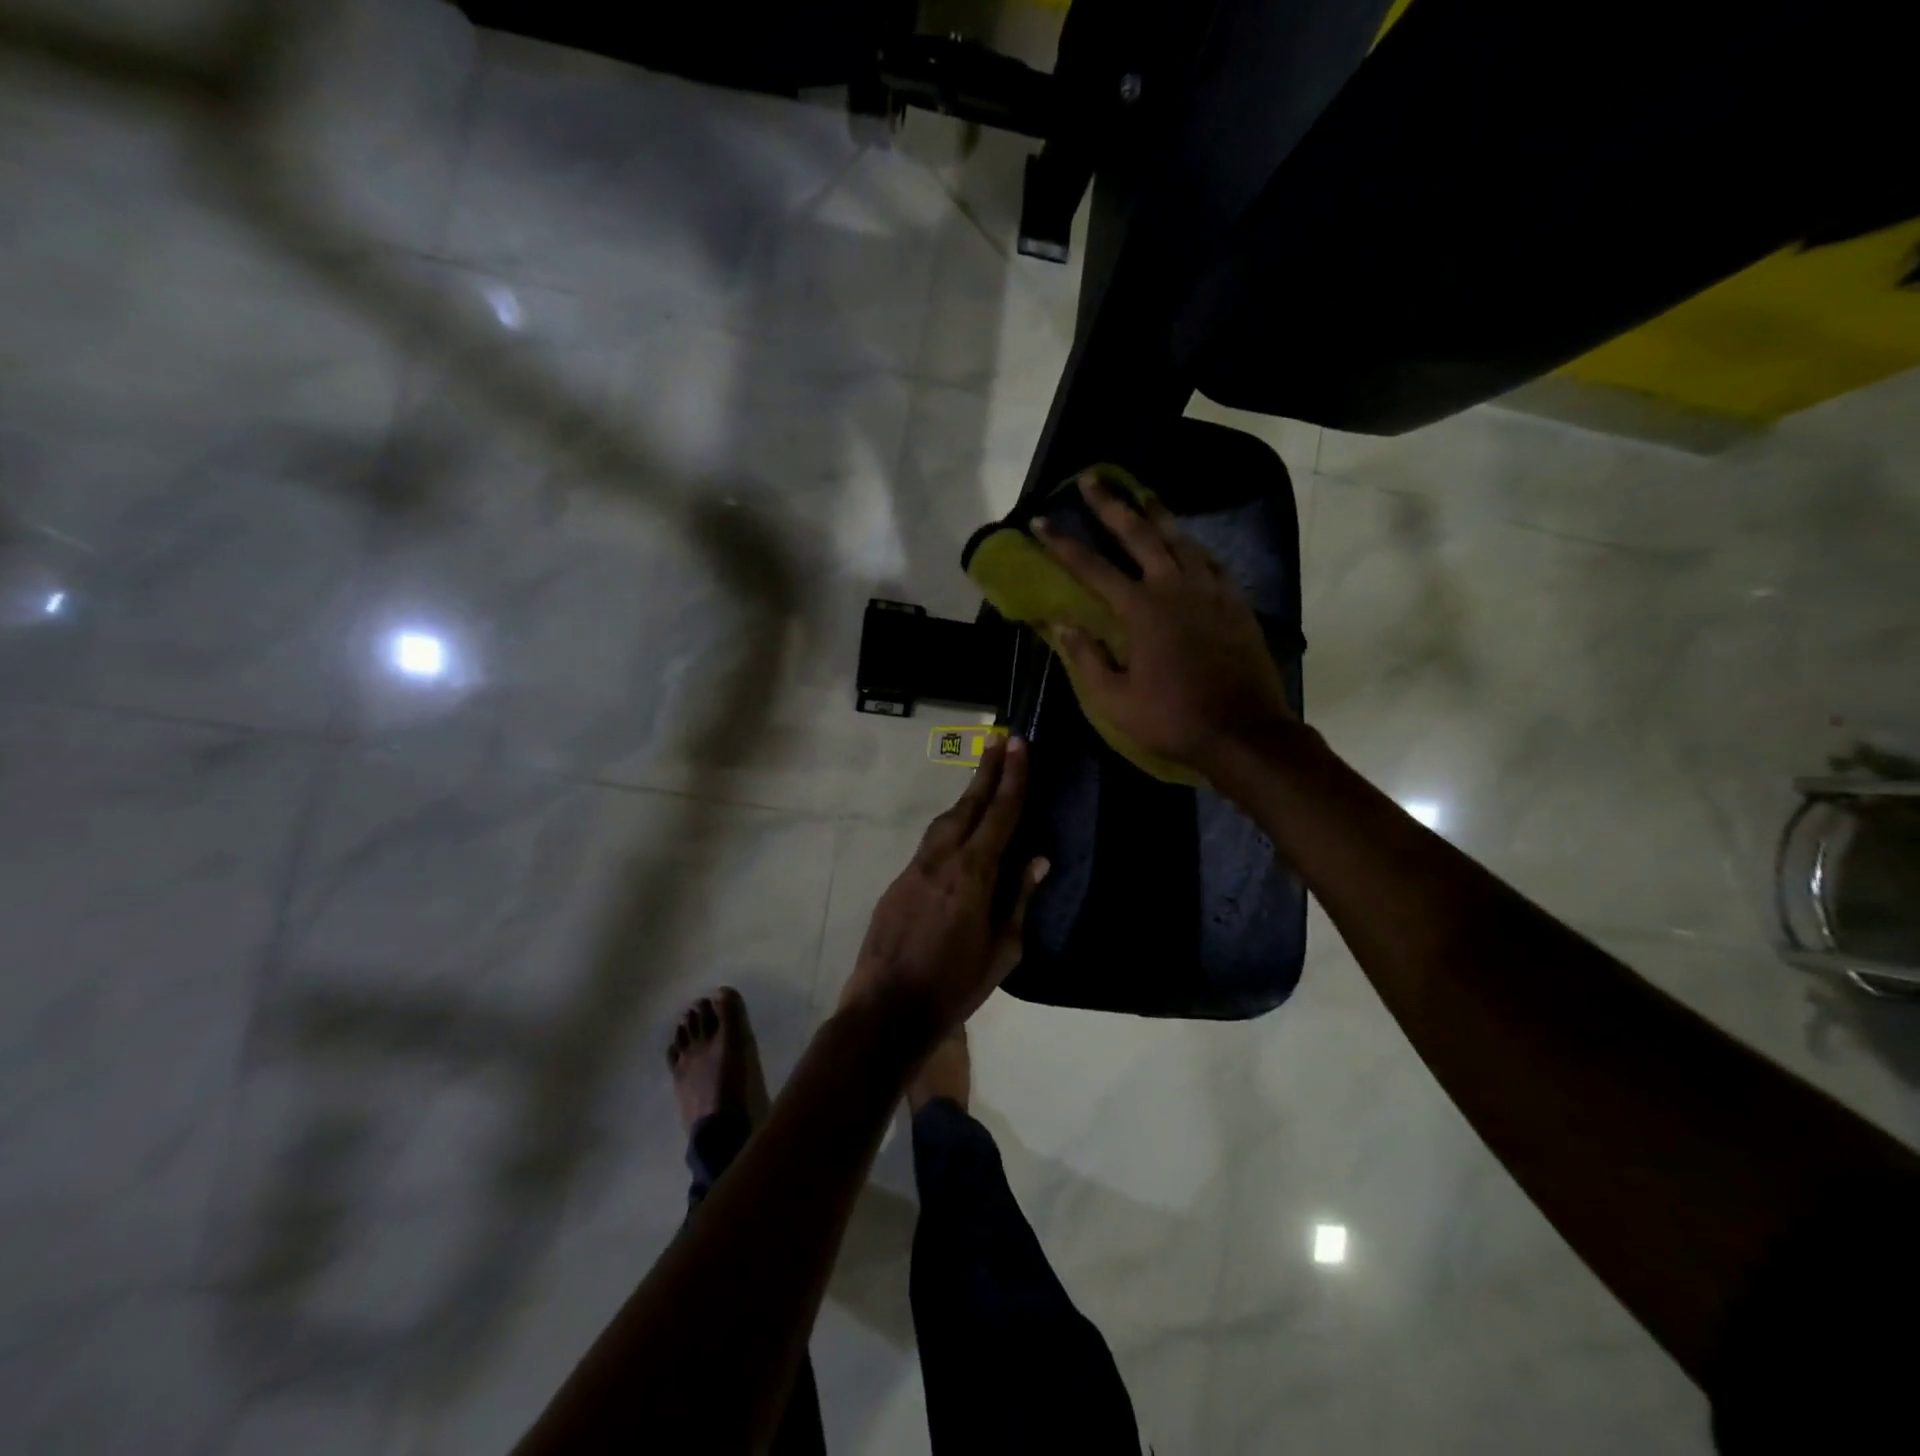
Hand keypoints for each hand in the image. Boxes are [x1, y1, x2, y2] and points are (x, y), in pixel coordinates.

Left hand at [840, 736, 1048, 1041]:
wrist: (886, 1009)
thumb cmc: (954, 987)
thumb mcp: (1002, 951)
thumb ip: (1019, 900)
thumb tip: (1038, 860)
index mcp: (972, 876)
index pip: (999, 816)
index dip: (1012, 778)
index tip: (1018, 744)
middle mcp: (941, 861)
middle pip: (968, 806)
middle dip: (987, 771)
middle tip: (1001, 740)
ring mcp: (915, 869)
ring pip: (945, 822)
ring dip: (967, 797)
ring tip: (985, 780)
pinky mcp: (898, 882)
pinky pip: (930, 844)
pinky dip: (950, 828)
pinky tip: (959, 834)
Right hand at [1034, 473, 1294, 782]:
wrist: (1243, 730)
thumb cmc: (1172, 718)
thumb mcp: (1115, 699)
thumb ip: (1086, 657)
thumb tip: (1061, 622)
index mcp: (1140, 610)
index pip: (1092, 568)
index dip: (1063, 544)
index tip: (1040, 522)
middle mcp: (1173, 587)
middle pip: (1138, 534)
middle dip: (1110, 504)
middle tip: (1091, 478)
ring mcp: (1209, 590)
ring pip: (1179, 538)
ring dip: (1155, 513)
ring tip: (1140, 493)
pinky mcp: (1234, 601)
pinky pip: (1210, 560)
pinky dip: (1192, 544)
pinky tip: (1186, 540)